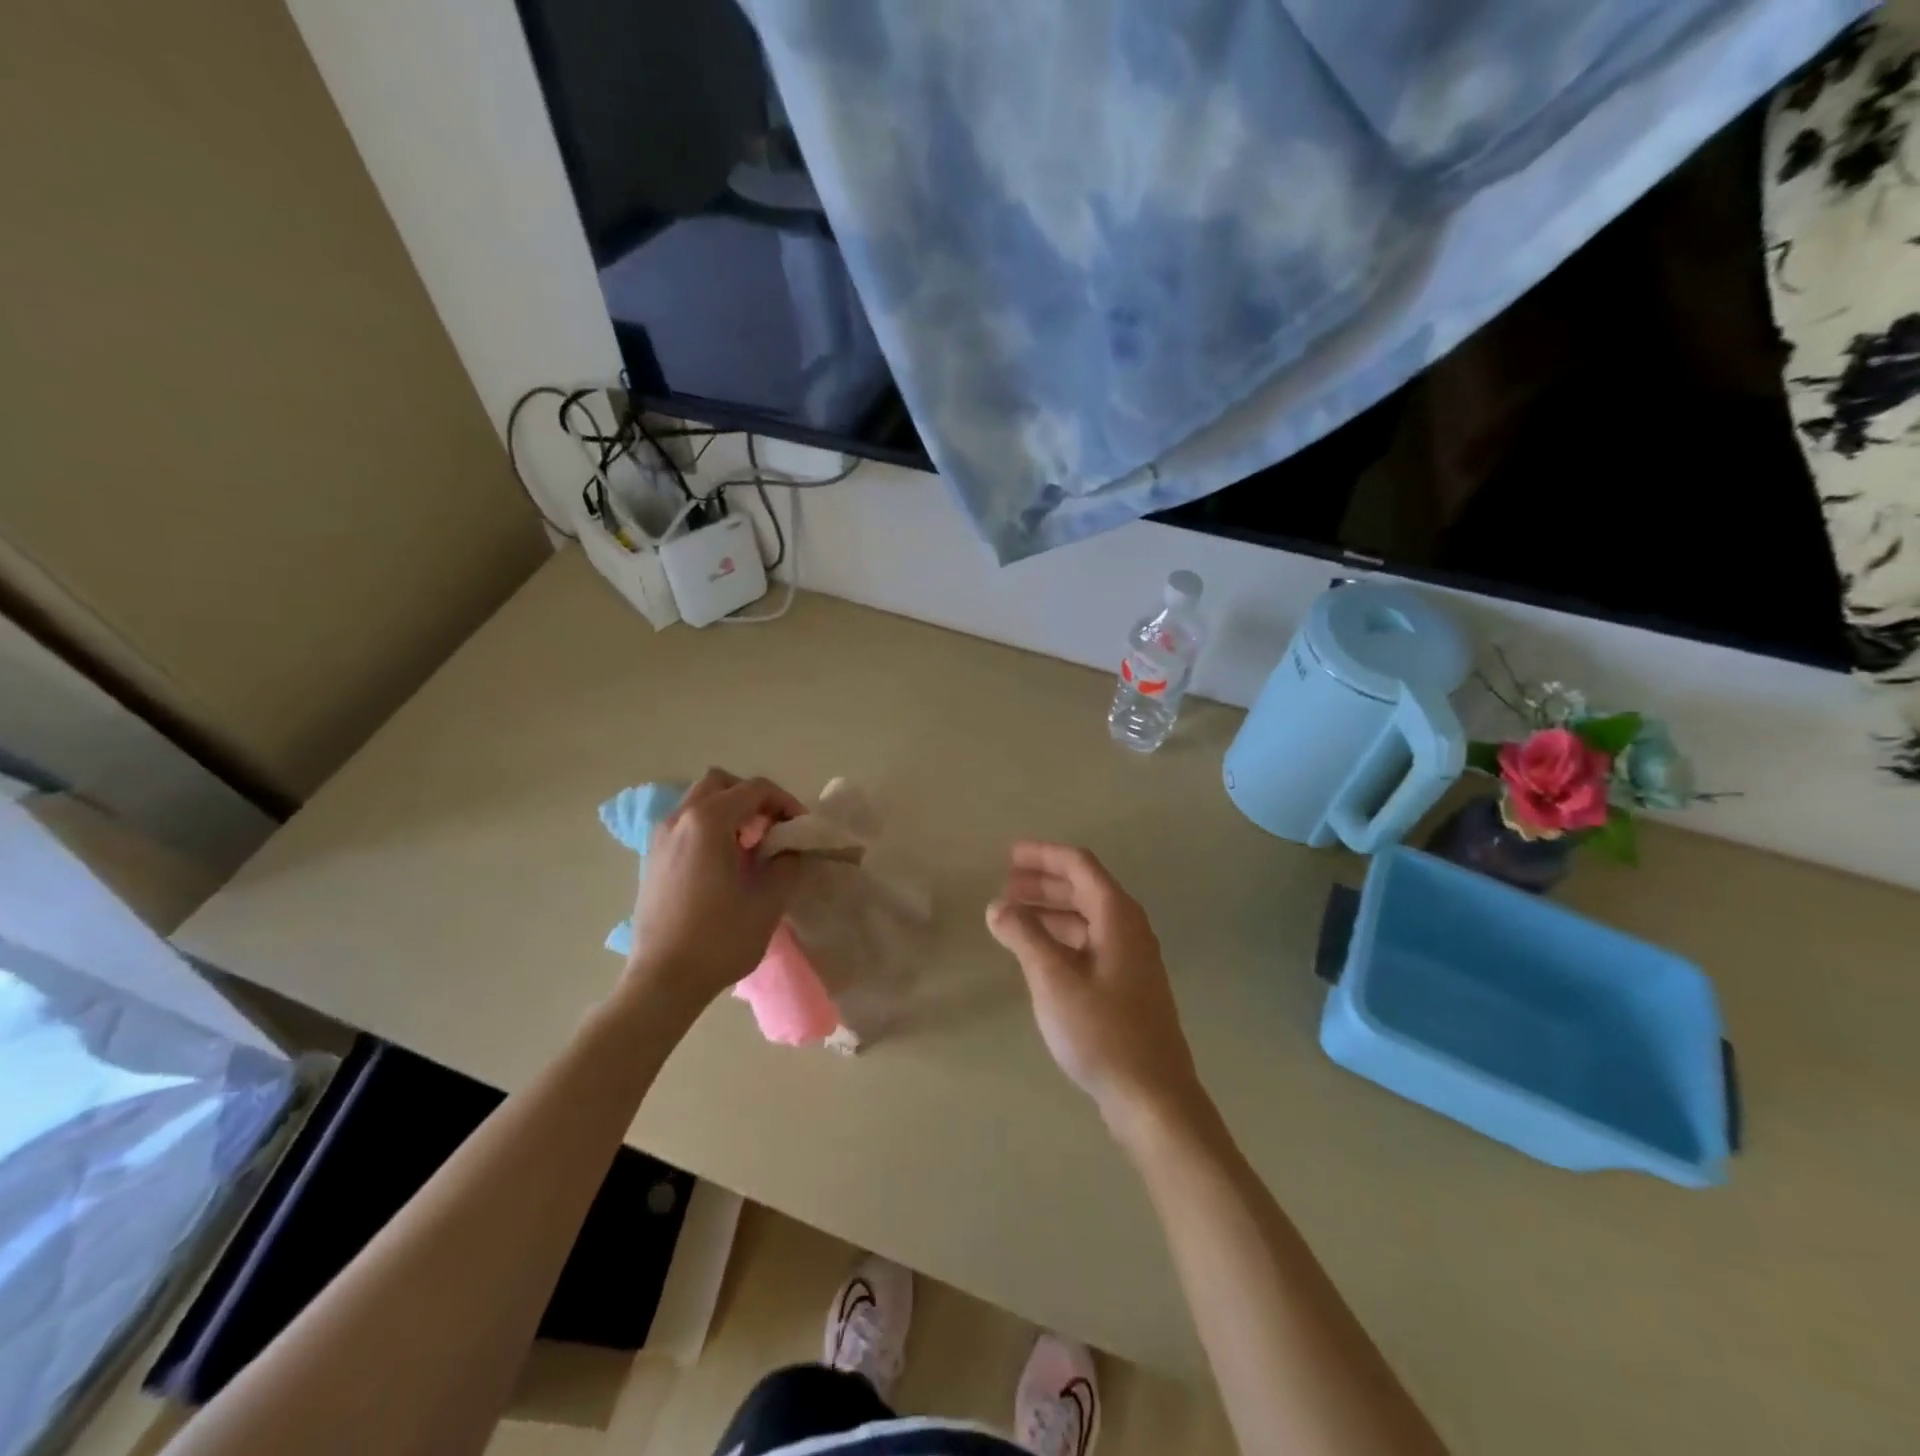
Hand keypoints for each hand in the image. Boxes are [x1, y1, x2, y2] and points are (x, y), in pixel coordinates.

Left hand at [626, 769, 807, 1005]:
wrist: (663, 981)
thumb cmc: (719, 939)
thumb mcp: (769, 900)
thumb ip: (787, 863)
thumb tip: (791, 848)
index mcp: (708, 821)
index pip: (755, 789)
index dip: (786, 802)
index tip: (802, 827)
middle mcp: (679, 819)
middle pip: (721, 784)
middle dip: (753, 798)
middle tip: (774, 828)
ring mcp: (660, 838)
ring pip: (700, 801)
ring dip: (729, 811)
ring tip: (751, 846)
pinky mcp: (652, 859)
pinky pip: (685, 824)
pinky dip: (709, 827)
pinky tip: (724, 863)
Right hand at [986, 842, 1203, 1131]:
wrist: (1153, 1096)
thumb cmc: (1102, 1030)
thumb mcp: (1053, 978)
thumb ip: (1024, 935)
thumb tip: (998, 906)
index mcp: (1117, 915)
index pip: (1079, 865)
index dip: (1043, 855)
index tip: (1009, 856)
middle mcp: (1128, 928)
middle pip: (1083, 888)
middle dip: (1043, 883)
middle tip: (1005, 885)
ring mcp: (1131, 958)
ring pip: (1086, 918)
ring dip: (1050, 911)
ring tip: (1013, 917)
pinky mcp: (1127, 986)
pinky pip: (1090, 944)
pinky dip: (1061, 937)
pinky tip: (1038, 953)